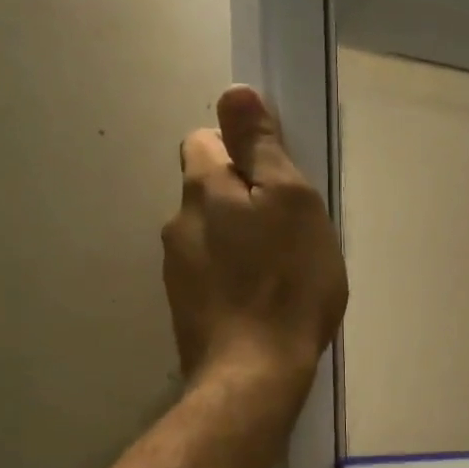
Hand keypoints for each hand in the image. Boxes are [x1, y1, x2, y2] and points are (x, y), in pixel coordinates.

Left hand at [163, 86, 347, 393]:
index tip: (275, 179)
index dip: (240, 151)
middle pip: (208, 192)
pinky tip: (262, 302)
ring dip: (239, 241)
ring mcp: (178, 272)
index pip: (204, 141)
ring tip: (279, 272)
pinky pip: (212, 275)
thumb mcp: (290, 202)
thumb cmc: (286, 282)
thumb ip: (261, 147)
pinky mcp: (187, 311)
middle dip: (242, 199)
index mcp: (202, 191)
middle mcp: (178, 225)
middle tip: (288, 229)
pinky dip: (234, 278)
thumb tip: (233, 92)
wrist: (254, 375)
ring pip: (211, 236)